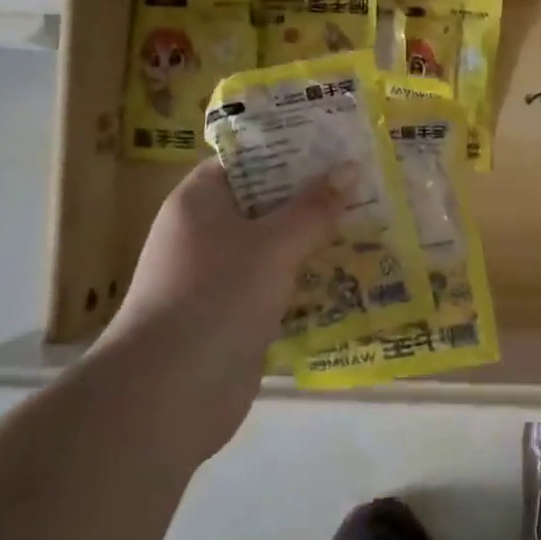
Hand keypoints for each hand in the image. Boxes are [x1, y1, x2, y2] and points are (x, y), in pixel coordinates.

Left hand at [95, 159, 350, 450]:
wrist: (168, 395)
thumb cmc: (216, 297)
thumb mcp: (273, 246)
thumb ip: (313, 209)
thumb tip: (350, 168)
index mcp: (201, 201)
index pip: (247, 159)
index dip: (291, 148)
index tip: (338, 144)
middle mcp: (207, 233)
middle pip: (267, 202)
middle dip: (315, 196)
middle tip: (368, 181)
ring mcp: (221, 277)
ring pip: (277, 247)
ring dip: (317, 240)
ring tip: (373, 223)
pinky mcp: (236, 315)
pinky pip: (279, 285)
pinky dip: (309, 280)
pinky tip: (353, 275)